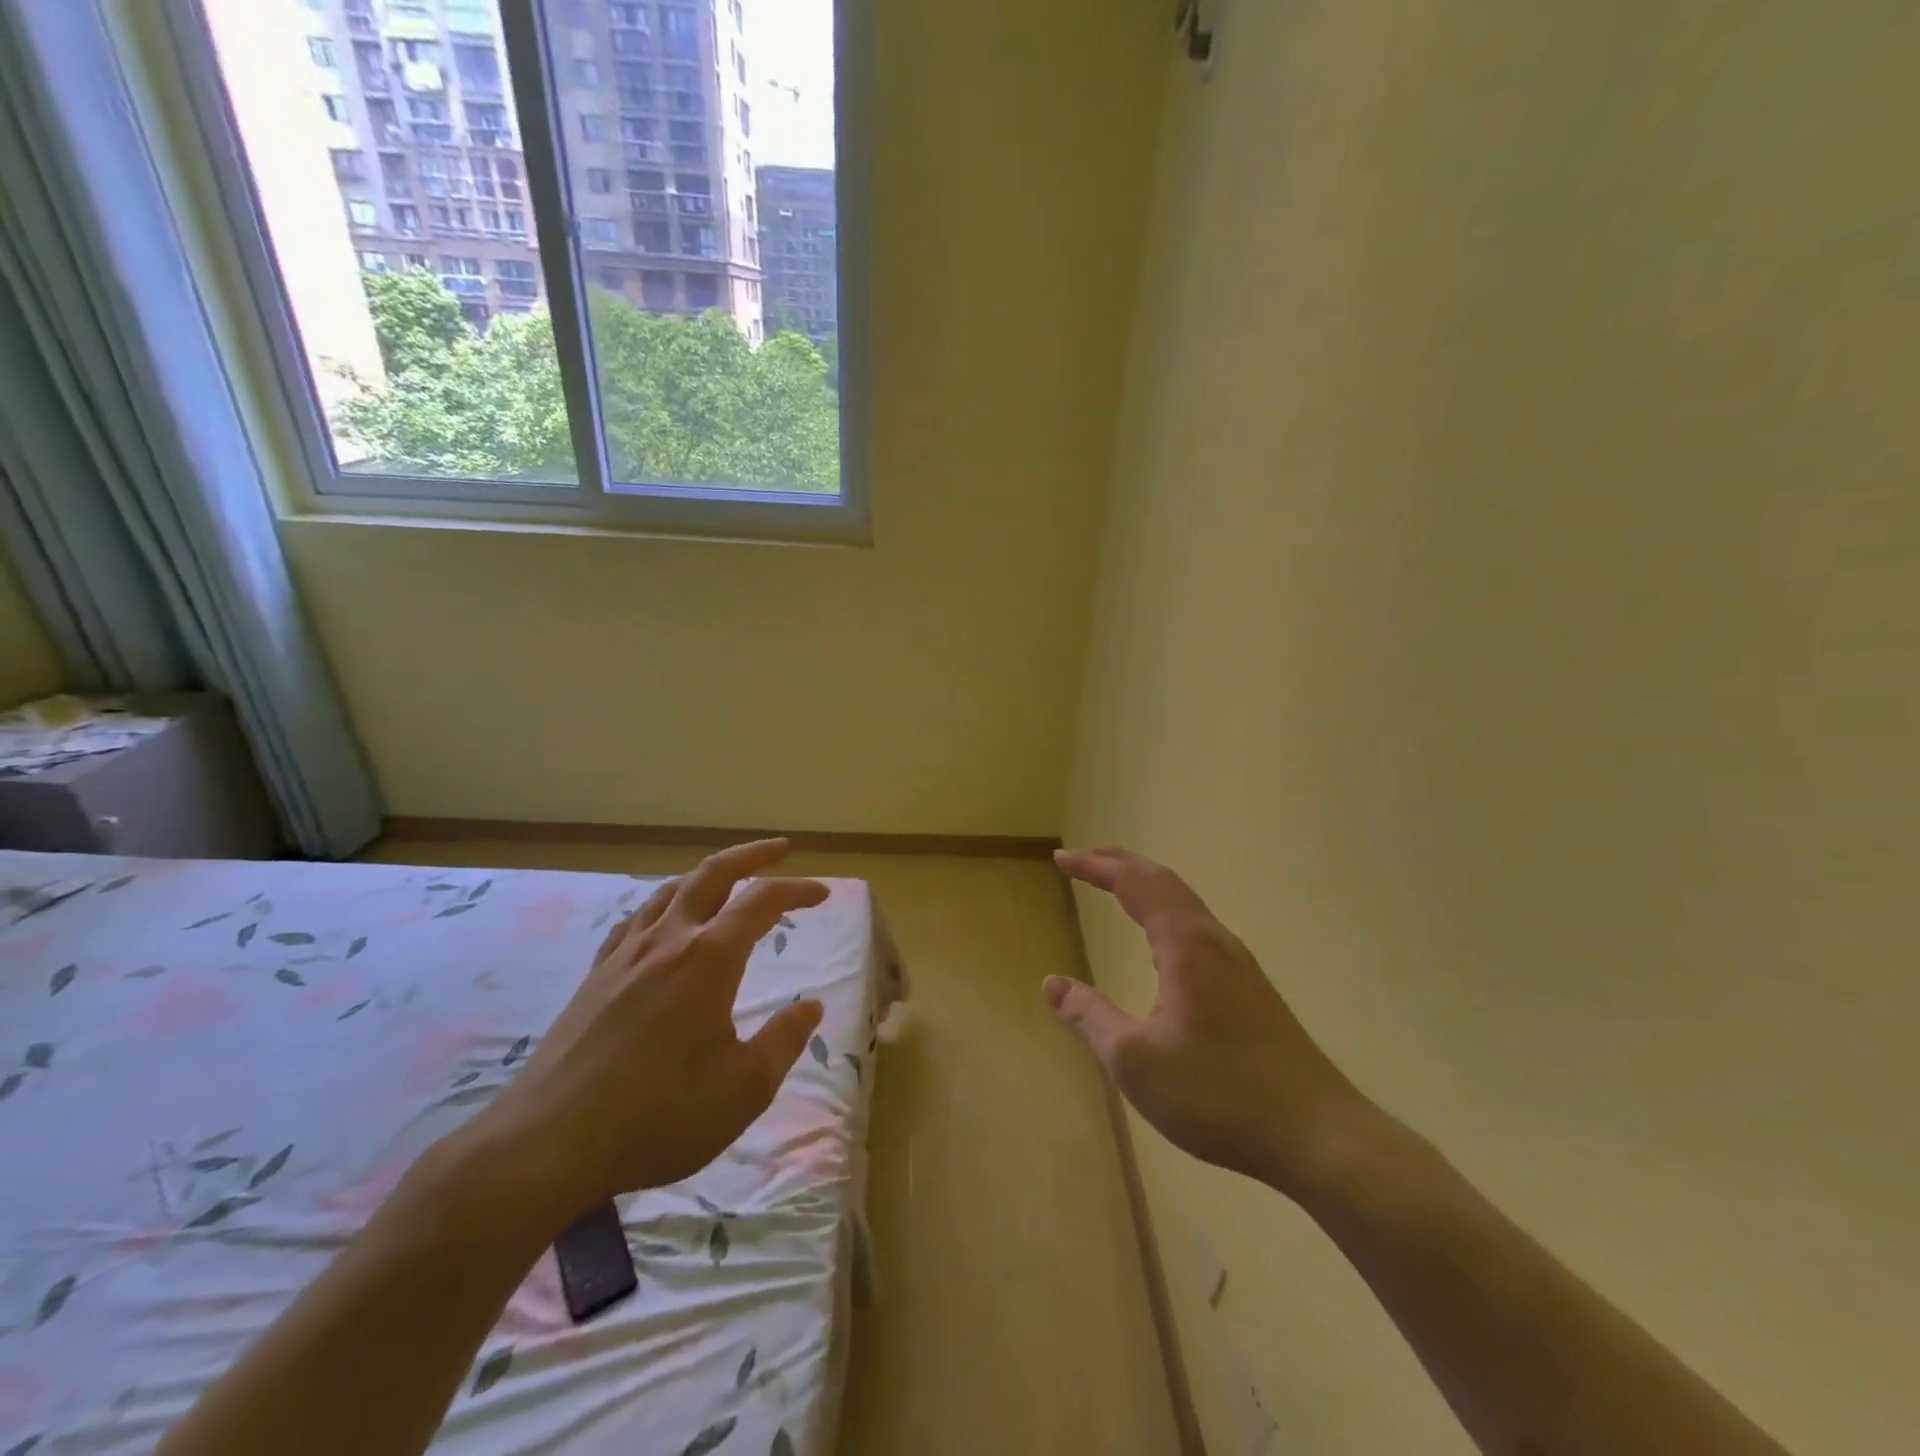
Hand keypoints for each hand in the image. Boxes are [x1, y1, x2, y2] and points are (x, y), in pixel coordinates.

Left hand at [473, 840, 826, 1231]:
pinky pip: (633, 921)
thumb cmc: (658, 1115)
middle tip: (780, 848)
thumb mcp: (744, 1089)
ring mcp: (625, 956)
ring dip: (706, 875)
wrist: (549, 1143)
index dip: (797, 890)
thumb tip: (812, 1006)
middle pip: (712, 875)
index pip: (762, 902)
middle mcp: (668, 941)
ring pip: (669, 891)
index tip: (822, 894)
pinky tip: (660, 922)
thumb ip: (784, 1041)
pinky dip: (661, 906)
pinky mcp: (595, 978)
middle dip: (751, 855)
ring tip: (726, 879)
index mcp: (709, 959)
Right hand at [1048, 846, 1370, 1196]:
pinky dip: (1166, 911)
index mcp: (1186, 945)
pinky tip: (1164, 941)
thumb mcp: (1136, 1061)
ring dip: (1147, 886)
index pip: (1134, 884)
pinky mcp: (1251, 989)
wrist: (1318, 1136)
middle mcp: (1214, 941)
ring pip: (1185, 904)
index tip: (1061, 858)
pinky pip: (1197, 927)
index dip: (1095, 867)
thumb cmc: (1219, 1093)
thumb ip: (1090, 1017)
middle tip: (1086, 858)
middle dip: (1121, 865)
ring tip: (1118, 885)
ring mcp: (1238, 964)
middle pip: (1164, 883)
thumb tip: (1052, 984)